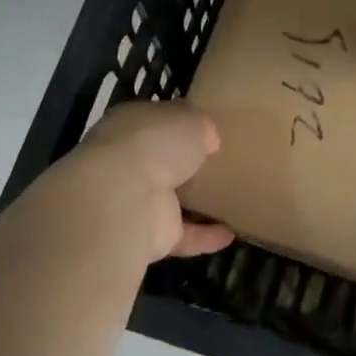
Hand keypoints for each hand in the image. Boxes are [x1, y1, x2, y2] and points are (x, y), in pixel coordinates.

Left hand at [67, 101, 234, 261]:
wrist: (124, 197)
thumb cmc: (155, 143)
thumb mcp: (189, 120)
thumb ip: (200, 126)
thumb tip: (208, 138)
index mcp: (131, 124)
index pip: (155, 120)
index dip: (179, 121)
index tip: (206, 127)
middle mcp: (128, 161)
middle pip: (161, 161)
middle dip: (184, 163)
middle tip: (220, 163)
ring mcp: (136, 201)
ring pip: (169, 199)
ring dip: (195, 203)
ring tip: (230, 200)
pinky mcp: (149, 235)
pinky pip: (182, 234)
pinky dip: (204, 236)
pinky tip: (230, 234)